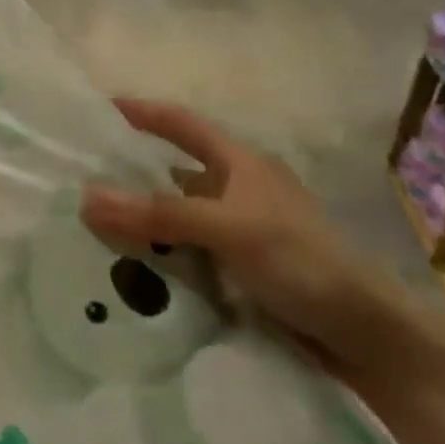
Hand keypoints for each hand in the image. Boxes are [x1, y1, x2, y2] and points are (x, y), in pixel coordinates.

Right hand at [81, 99, 416, 379]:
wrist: (364, 334)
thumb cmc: (302, 262)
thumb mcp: (229, 229)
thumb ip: (160, 214)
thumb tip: (86, 198)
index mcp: (240, 163)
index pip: (182, 124)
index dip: (142, 113)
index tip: (99, 109)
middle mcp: (236, 190)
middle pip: (172, 171)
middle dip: (130, 174)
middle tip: (80, 179)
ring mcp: (238, 230)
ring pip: (176, 215)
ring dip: (141, 219)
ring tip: (92, 226)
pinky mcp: (238, 266)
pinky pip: (185, 250)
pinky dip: (158, 253)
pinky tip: (130, 266)